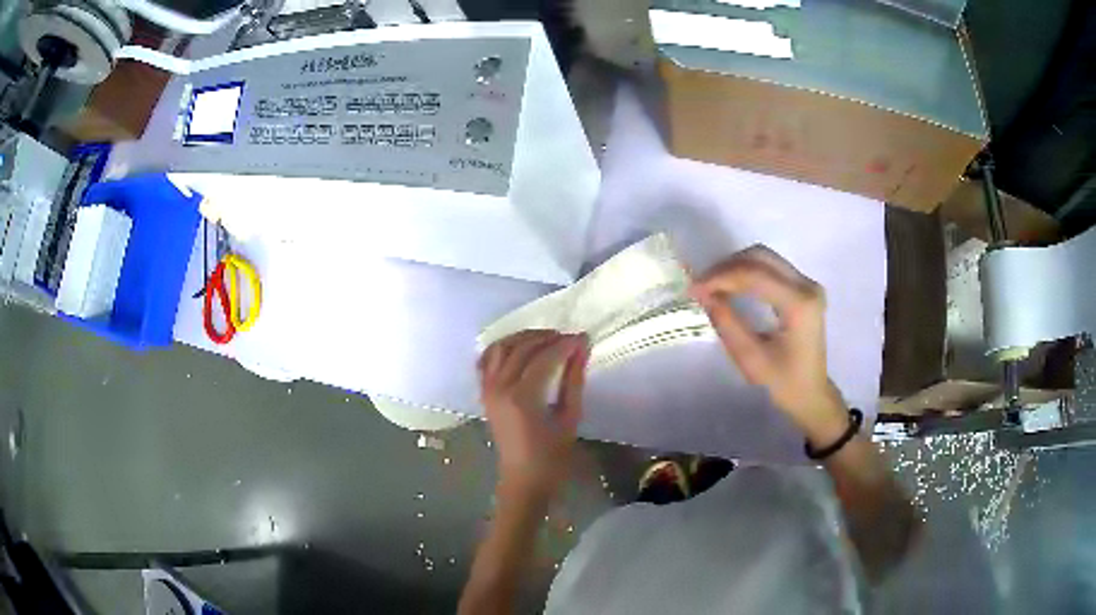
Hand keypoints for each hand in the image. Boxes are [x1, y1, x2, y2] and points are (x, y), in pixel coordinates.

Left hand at [478, 330, 588, 501]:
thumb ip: (574, 380)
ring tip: (547, 339)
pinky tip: (520, 349)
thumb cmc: (552, 457)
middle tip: (569, 338)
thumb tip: (581, 348)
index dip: (565, 345)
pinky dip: (503, 348)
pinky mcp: (484, 393)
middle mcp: (500, 388)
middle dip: (547, 338)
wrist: (523, 480)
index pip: (544, 358)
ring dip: (524, 338)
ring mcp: (488, 389)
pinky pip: (488, 360)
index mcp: (523, 397)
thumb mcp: (570, 418)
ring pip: (502, 348)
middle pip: (522, 348)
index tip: (583, 338)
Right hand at [690, 245, 846, 442]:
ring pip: (765, 257)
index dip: (721, 277)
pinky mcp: (803, 287)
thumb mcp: (750, 358)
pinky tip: (731, 286)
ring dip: (735, 267)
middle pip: (761, 257)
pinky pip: (771, 267)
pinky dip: (747, 272)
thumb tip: (703, 295)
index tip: (694, 289)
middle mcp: (807, 286)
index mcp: (799, 304)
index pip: (755, 275)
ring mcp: (807, 284)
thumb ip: (727, 323)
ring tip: (712, 286)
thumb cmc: (783, 382)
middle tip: (702, 285)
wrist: (811, 393)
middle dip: (727, 267)